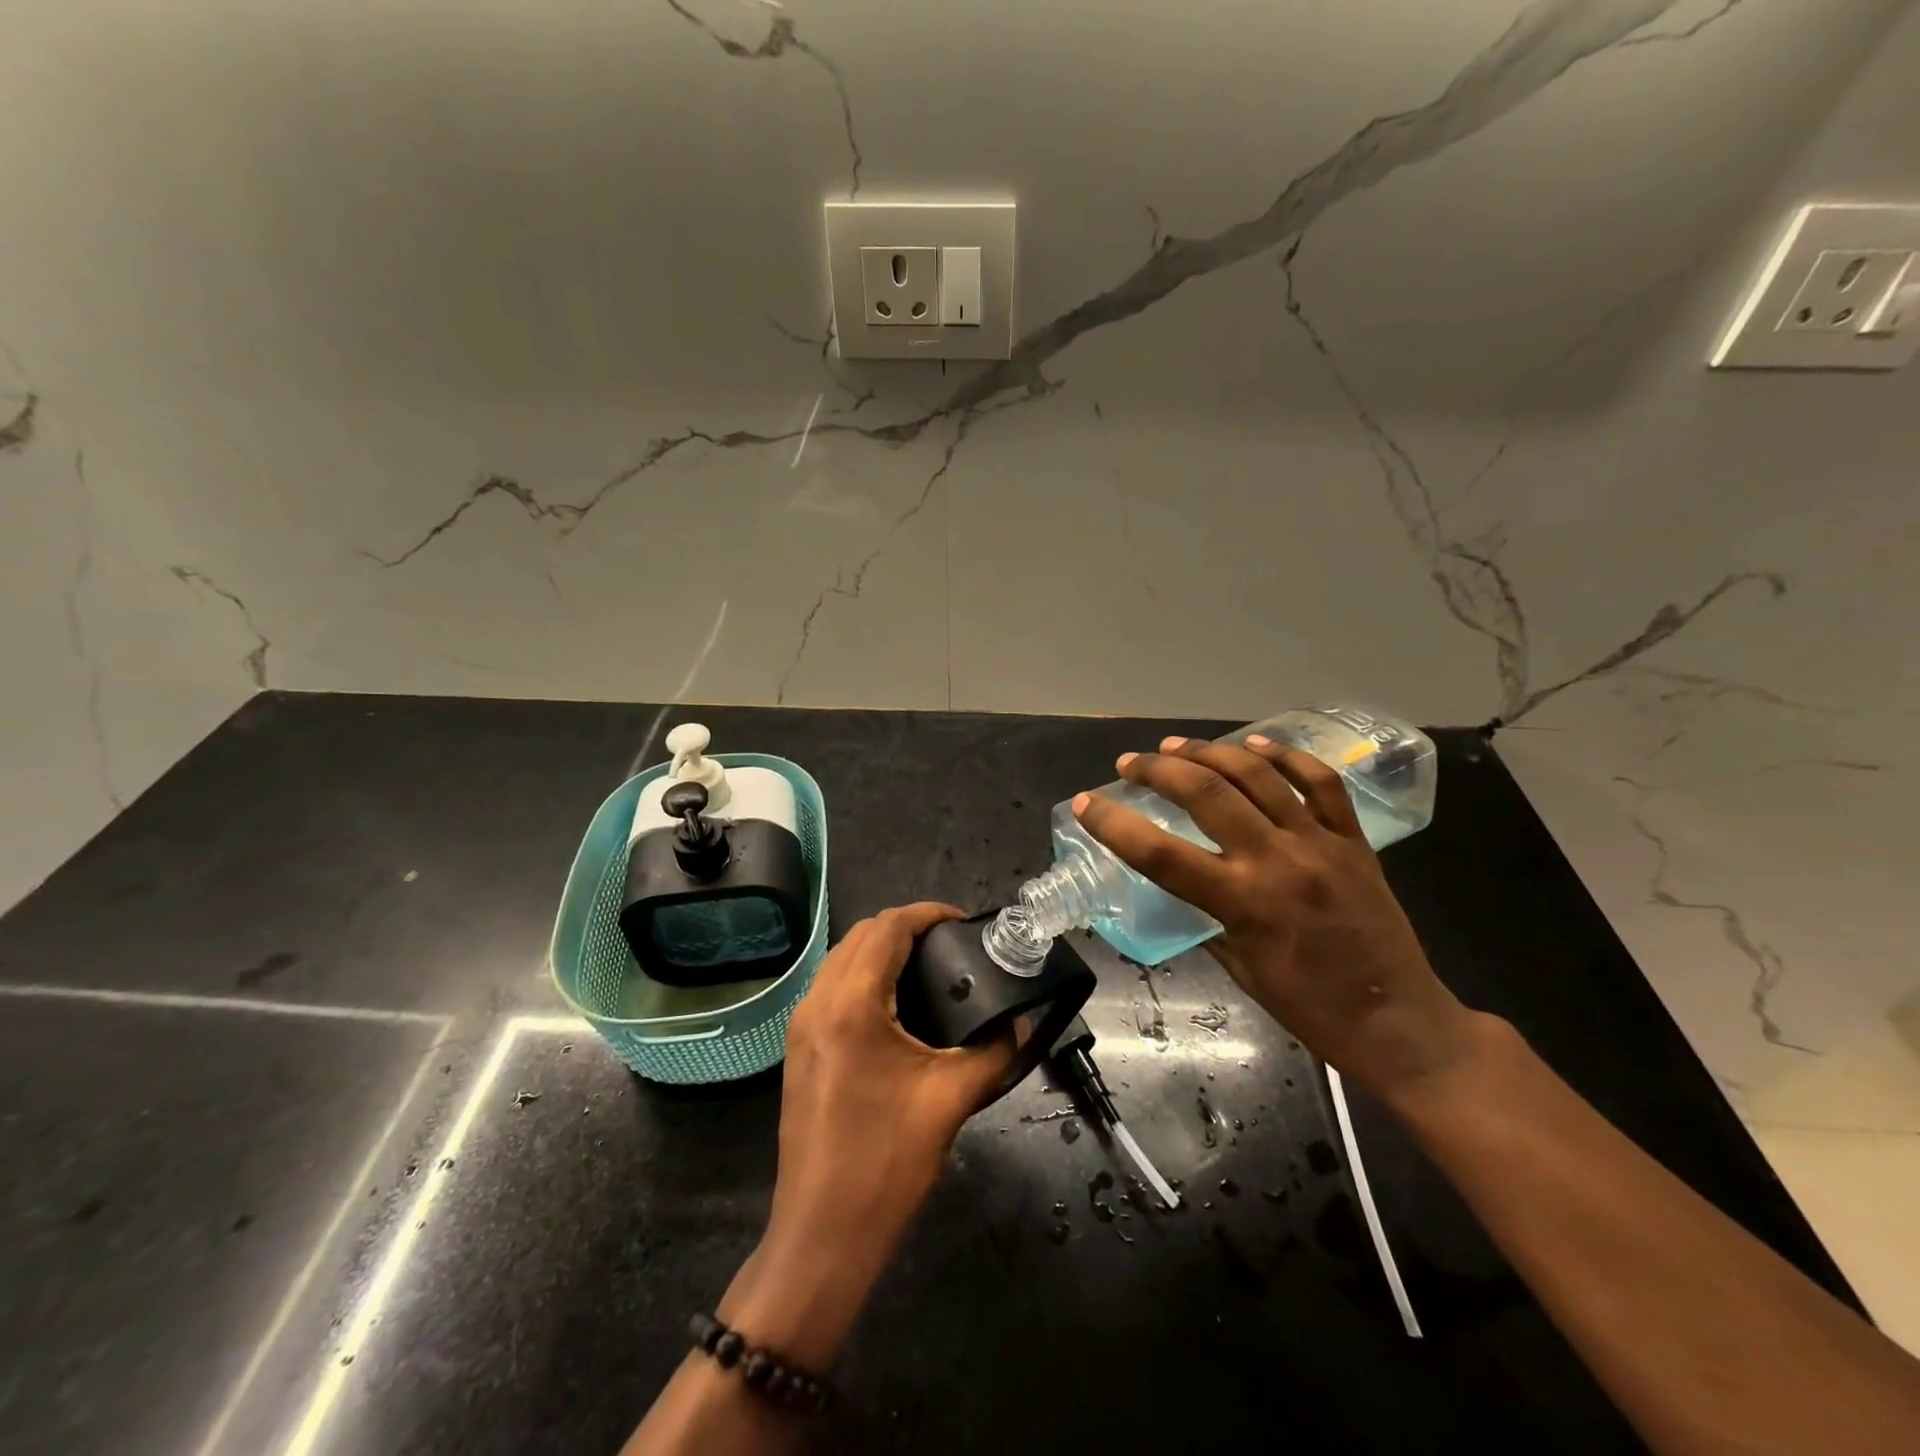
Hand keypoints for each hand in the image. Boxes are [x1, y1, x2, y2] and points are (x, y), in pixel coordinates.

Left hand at [721, 903, 1014, 1367]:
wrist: (821, 1235)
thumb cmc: (886, 1163)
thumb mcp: (951, 1100)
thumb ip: (995, 1053)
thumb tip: (1022, 1025)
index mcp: (851, 1004)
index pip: (887, 929)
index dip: (927, 914)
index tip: (963, 921)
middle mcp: (817, 1002)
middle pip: (860, 935)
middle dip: (905, 926)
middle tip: (951, 943)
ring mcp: (801, 1025)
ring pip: (841, 958)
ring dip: (881, 948)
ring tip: (929, 965)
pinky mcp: (798, 1048)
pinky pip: (831, 986)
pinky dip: (863, 974)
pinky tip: (896, 1001)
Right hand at [1074, 736, 1479, 1103]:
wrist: (1398, 1022)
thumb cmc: (1310, 1008)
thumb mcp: (1240, 969)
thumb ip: (1209, 919)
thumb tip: (1186, 886)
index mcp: (1242, 903)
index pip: (1160, 853)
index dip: (1114, 824)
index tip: (1086, 803)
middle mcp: (1276, 861)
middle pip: (1206, 794)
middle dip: (1159, 770)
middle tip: (1132, 762)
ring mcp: (1319, 843)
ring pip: (1258, 777)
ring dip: (1210, 753)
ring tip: (1176, 745)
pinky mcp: (1354, 840)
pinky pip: (1320, 783)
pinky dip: (1285, 756)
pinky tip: (1254, 744)